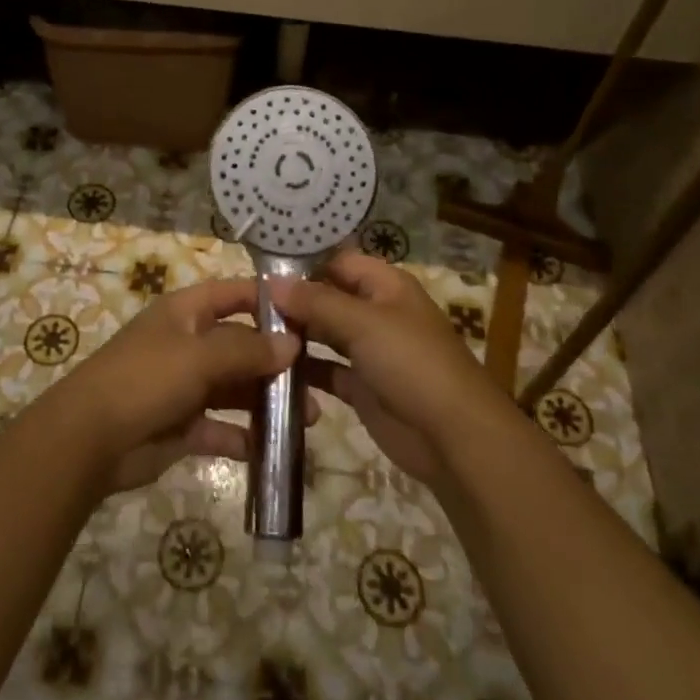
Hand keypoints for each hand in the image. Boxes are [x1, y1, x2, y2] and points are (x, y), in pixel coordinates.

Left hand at [57, 278, 323, 494]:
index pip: (233, 294)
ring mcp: (184, 386)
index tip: (308, 313)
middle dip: (276, 361)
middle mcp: (187, 344)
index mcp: (185, 313)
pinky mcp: (183, 426)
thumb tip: (292, 344)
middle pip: (240, 345)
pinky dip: (244, 436)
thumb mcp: (198, 357)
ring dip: (267, 401)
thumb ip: (246, 351)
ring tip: (308, 419)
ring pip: (235, 388)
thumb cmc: (145, 379)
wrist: (89, 439)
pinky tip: (271, 448)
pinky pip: (221, 427)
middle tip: (317, 380)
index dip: (267, 300)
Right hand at [273, 252, 511, 488]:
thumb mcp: (363, 323)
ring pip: (324, 334)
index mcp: (386, 286)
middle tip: (246, 304)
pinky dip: (304, 371)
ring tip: (251, 334)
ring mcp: (370, 352)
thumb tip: (272, 282)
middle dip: (293, 301)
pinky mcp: (362, 388)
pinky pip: (326, 371)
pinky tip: (270, 369)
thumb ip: (316, 302)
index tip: (261, 270)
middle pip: (328, 298)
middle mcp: (377, 313)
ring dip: (295, 335)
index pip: (339, 262)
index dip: (304, 263)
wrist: (453, 437)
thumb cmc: (412, 363)